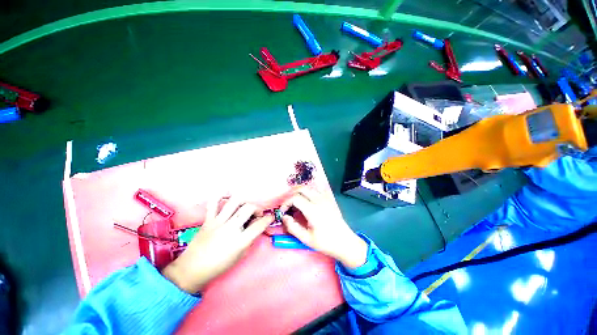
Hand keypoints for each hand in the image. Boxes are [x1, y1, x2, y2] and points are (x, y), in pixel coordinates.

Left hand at [162, 197, 272, 292]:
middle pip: (249, 208)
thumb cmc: (219, 266)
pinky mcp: (208, 220)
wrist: (191, 270)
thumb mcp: (240, 256)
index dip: (268, 219)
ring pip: (235, 202)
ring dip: (244, 201)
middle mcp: (230, 228)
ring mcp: (218, 222)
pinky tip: (227, 194)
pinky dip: (220, 195)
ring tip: (245, 206)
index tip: (270, 217)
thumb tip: (258, 227)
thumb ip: (251, 239)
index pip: (259, 225)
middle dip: (257, 208)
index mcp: (239, 241)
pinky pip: (213, 202)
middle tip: (256, 214)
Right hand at [280, 189, 367, 268]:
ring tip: (295, 204)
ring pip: (309, 188)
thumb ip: (293, 227)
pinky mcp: (329, 199)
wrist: (345, 242)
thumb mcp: (307, 239)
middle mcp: (319, 200)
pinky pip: (316, 190)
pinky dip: (308, 192)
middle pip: (301, 188)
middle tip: (288, 206)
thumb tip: (284, 217)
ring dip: (299, 192)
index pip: (295, 198)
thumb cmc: (326, 243)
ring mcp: (325, 198)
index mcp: (313, 210)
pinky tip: (307, 201)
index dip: (286, 203)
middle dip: (291, 195)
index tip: (283, 212)